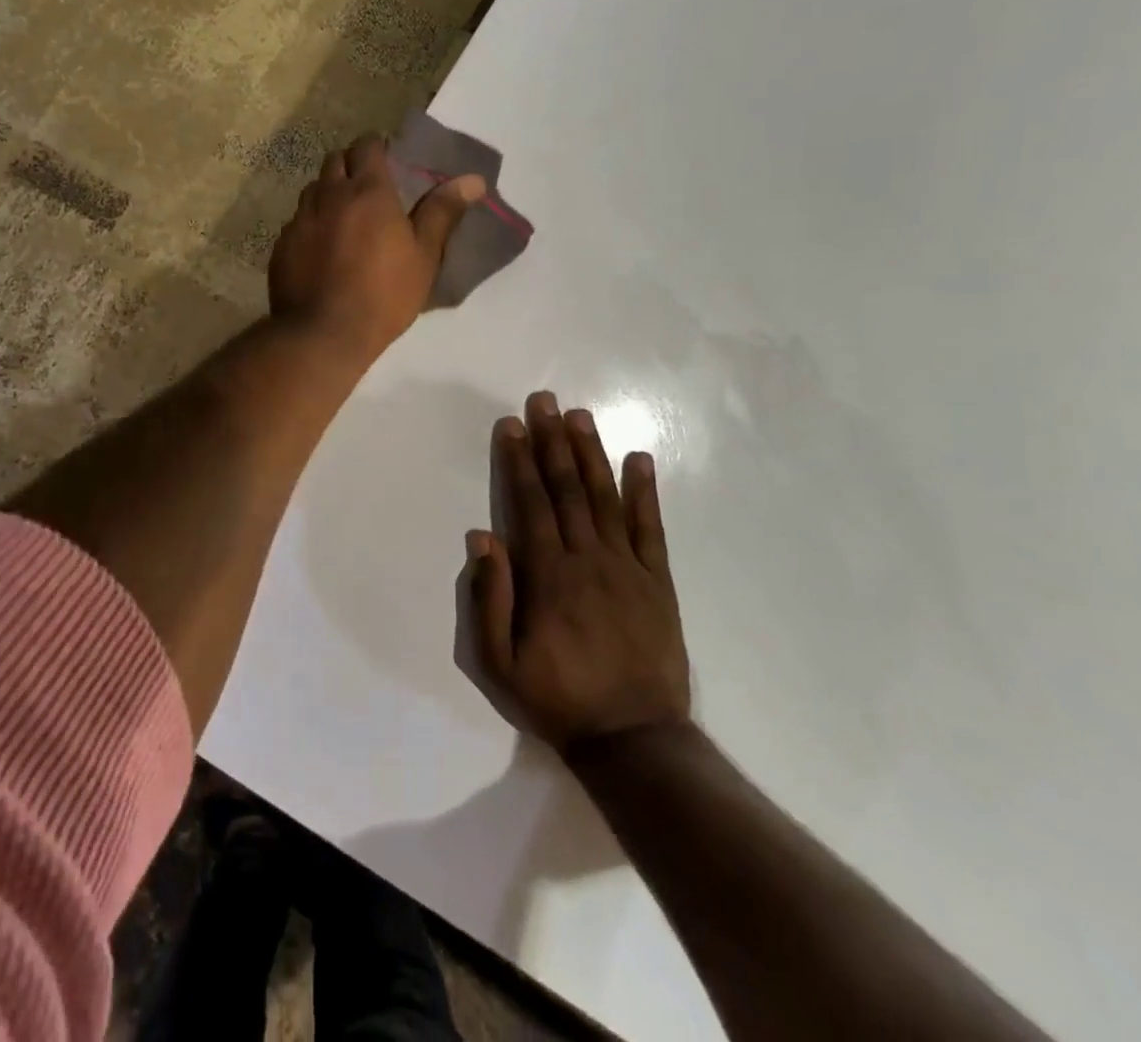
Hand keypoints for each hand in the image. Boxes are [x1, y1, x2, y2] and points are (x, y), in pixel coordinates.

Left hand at [269, 135, 483, 360]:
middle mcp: (329, 195)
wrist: (323, 334)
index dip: (378, 147)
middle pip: (335, 160)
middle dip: (351, 165)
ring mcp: (300, 219)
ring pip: (313, 189)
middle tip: (368, 189)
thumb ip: (442, 212)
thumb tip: (473, 179)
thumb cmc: (384, 295)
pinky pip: (297, 222)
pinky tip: (321, 249)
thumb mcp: (424, 256)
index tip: (389, 162)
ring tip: (344, 218)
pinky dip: (311, 224)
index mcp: (368, 191)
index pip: (368, 145)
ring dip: (328, 193)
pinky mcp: (282, 245)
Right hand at [469, 390, 691, 754]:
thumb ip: (489, 598)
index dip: (520, 461)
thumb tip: (482, 536)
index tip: (512, 424)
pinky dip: (645, 492)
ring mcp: (627, 567)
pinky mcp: (657, 582)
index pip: (531, 504)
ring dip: (591, 454)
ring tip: (581, 416)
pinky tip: (640, 459)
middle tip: (545, 400)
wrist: (633, 740)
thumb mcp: (499, 663)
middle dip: (553, 441)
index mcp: (548, 576)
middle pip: (568, 489)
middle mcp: (588, 559)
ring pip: (606, 498)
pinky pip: (651, 528)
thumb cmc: (557, 699)